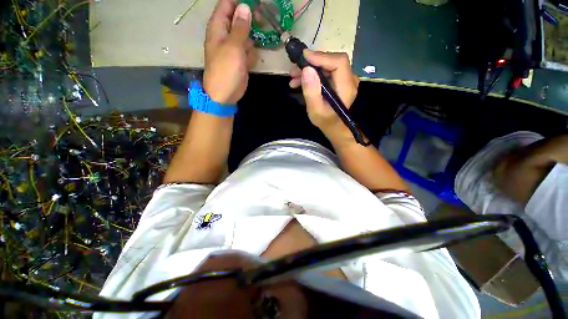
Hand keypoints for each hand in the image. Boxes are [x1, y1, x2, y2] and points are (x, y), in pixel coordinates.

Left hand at [204, 0, 257, 104]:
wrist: (225, 94)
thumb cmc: (226, 70)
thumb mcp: (233, 46)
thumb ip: (240, 27)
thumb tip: (245, 7)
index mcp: (218, 28)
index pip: (226, 5)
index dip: (239, 2)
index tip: (255, 3)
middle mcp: (225, 35)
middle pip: (236, 18)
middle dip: (249, 16)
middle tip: (263, 19)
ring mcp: (233, 48)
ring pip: (244, 34)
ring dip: (253, 32)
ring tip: (264, 30)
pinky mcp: (240, 59)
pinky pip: (247, 48)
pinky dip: (253, 47)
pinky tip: (258, 49)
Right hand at [289, 50, 358, 134]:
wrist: (333, 126)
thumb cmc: (325, 120)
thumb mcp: (315, 110)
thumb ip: (311, 91)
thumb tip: (306, 69)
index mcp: (346, 87)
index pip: (338, 62)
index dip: (321, 57)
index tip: (303, 57)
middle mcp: (349, 79)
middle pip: (331, 61)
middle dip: (311, 63)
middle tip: (294, 71)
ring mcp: (344, 79)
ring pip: (326, 65)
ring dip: (309, 69)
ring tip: (293, 78)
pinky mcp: (338, 80)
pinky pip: (325, 71)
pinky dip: (312, 74)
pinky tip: (299, 81)